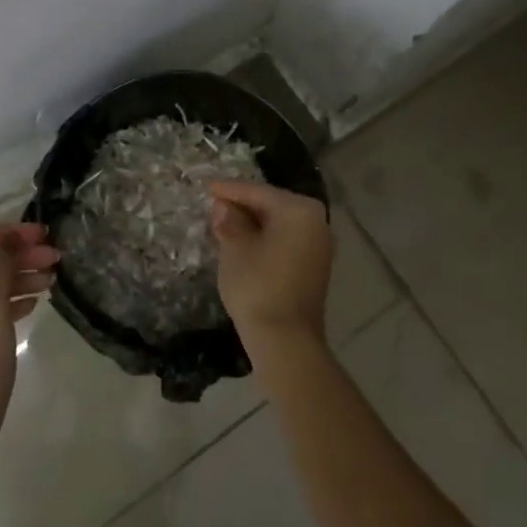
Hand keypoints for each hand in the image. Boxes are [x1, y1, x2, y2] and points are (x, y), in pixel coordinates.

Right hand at [208, 180, 332, 358]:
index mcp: (299, 209)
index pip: (258, 192)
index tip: (206, 187)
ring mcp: (319, 245)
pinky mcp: (315, 267)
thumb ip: (230, 221)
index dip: (229, 190)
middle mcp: (317, 221)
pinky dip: (266, 239)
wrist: (285, 339)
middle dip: (243, 205)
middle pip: (272, 205)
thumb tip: (224, 207)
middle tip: (214, 205)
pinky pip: (286, 241)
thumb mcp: (235, 248)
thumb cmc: (257, 285)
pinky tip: (244, 243)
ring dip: (253, 223)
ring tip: (224, 223)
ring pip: (280, 224)